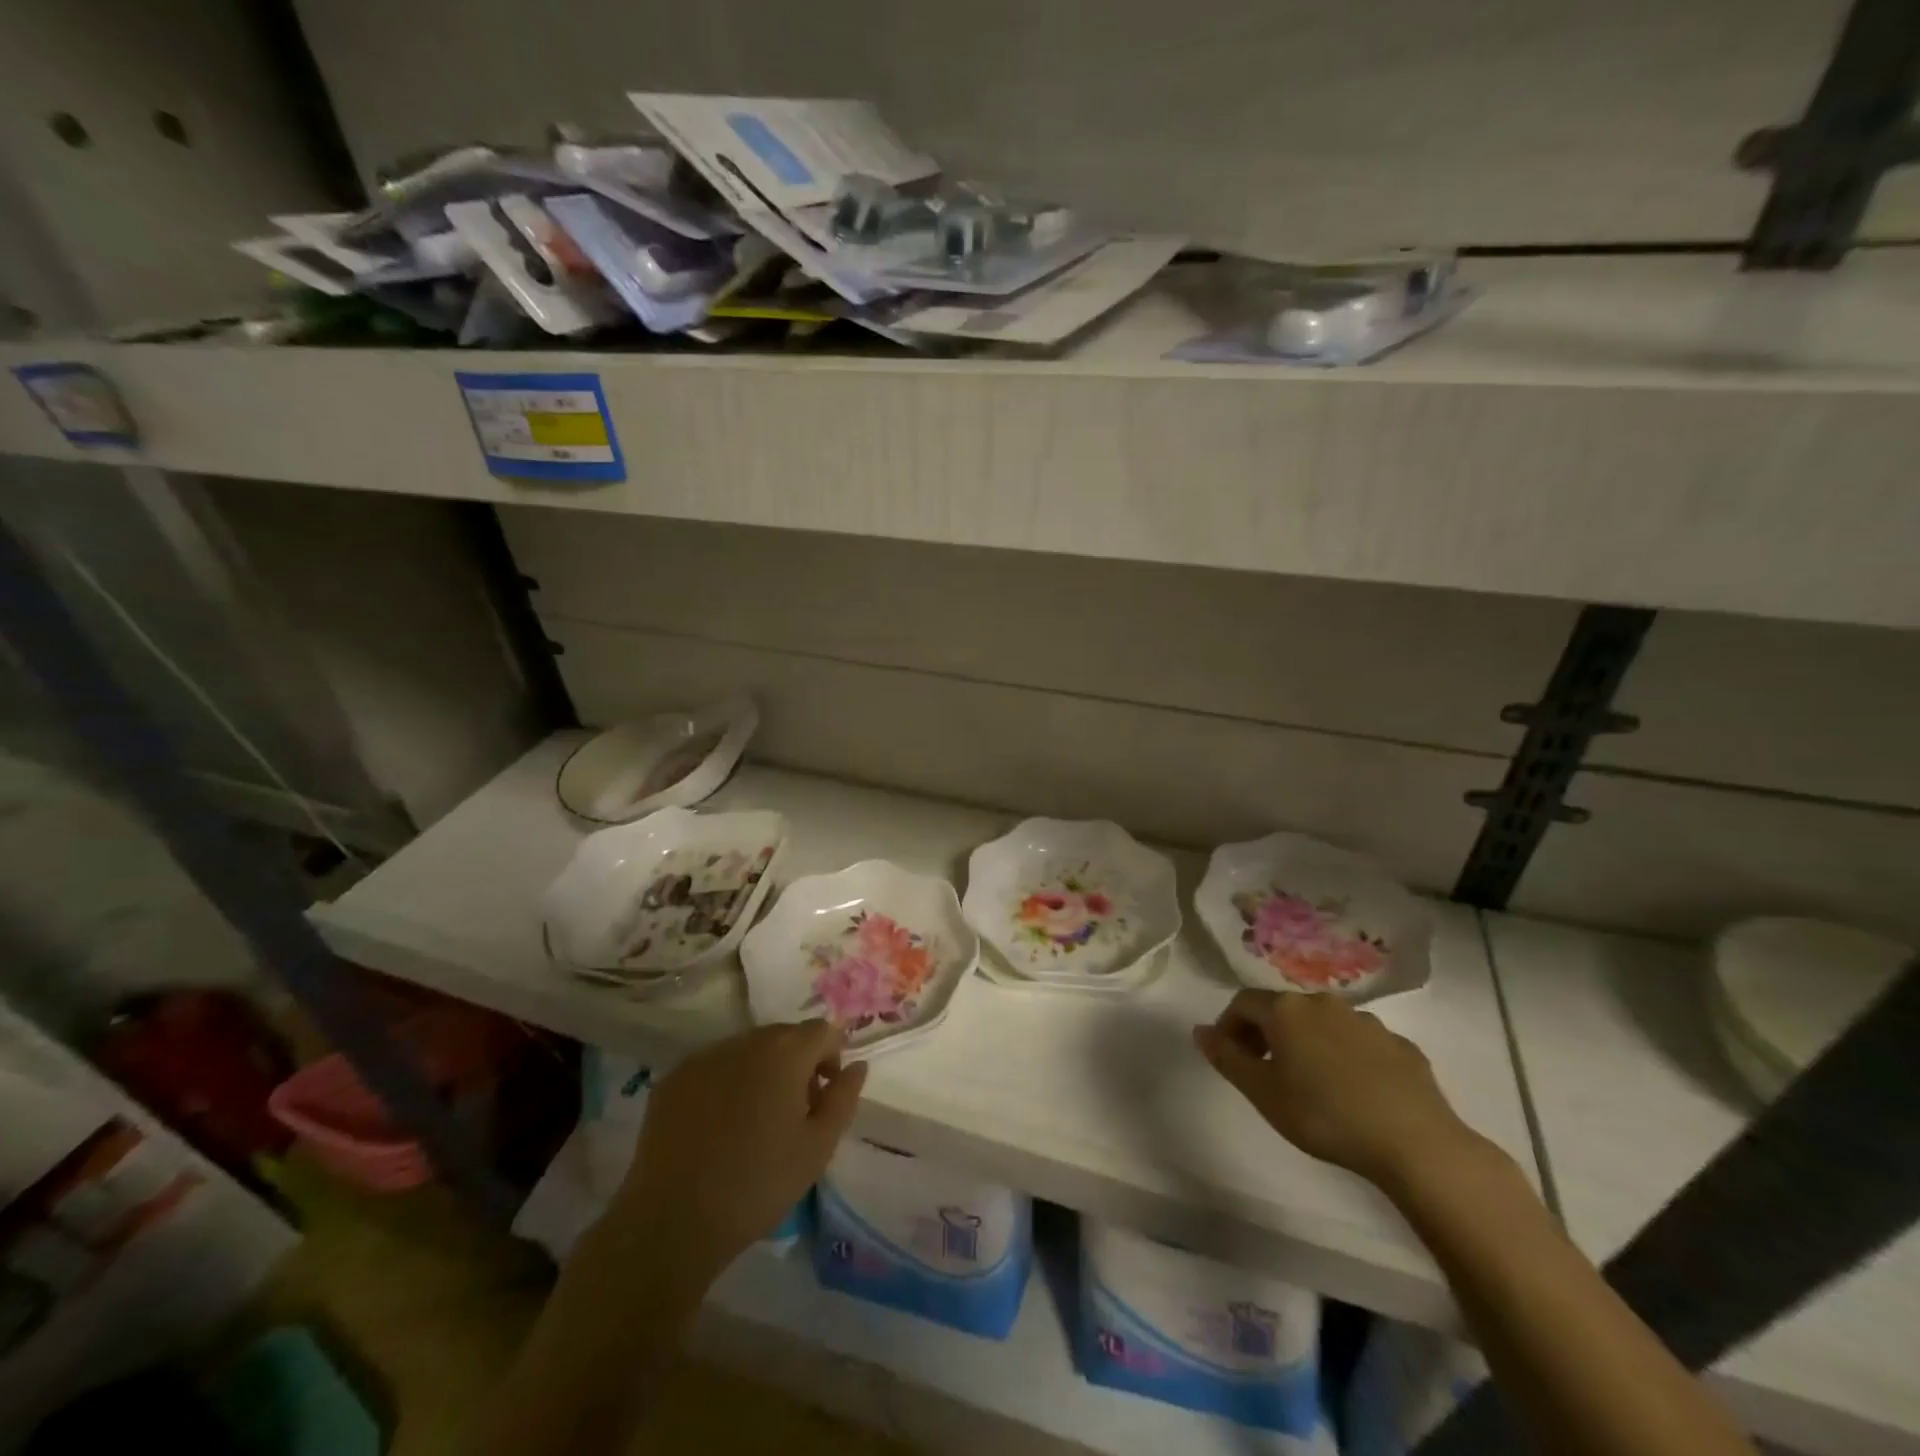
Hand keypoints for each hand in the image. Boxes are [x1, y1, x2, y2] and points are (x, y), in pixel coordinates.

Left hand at [611, 1021, 866, 1283]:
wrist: (672, 1222)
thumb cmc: (758, 1184)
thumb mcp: (818, 1147)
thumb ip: (844, 1098)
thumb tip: (856, 1065)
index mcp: (785, 1052)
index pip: (822, 1031)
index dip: (830, 1059)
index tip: (823, 1098)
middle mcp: (744, 1041)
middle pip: (783, 1036)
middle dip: (796, 1064)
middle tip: (792, 1113)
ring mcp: (703, 1057)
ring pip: (746, 1050)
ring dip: (759, 1072)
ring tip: (753, 1122)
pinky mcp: (672, 1079)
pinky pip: (712, 1067)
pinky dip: (724, 1084)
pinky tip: (718, 1127)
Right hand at [1193, 990, 1477, 1189]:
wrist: (1414, 1141)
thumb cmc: (1324, 1115)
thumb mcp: (1262, 1092)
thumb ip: (1227, 1057)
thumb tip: (1200, 1030)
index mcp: (1286, 1010)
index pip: (1243, 1002)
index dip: (1229, 1026)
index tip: (1231, 1058)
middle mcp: (1323, 1003)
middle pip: (1283, 1010)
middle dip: (1267, 1034)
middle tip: (1265, 1071)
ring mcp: (1366, 1021)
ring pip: (1323, 1024)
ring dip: (1308, 1043)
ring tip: (1311, 1084)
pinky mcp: (1400, 1044)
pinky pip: (1359, 1042)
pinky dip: (1346, 1057)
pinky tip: (1353, 1091)